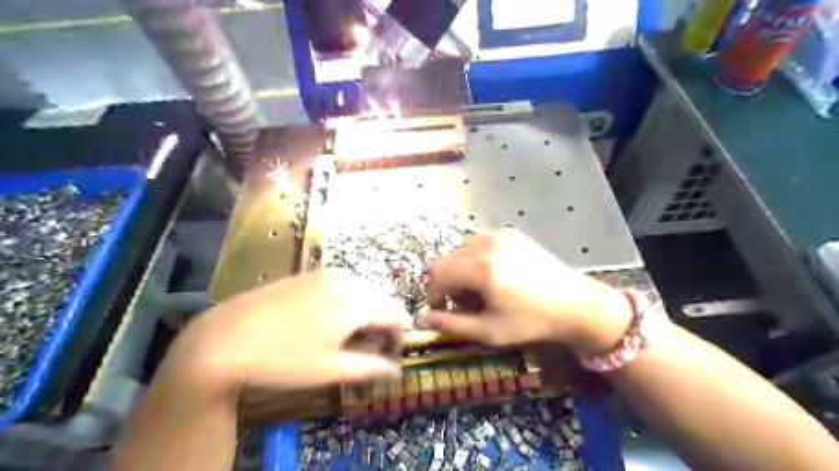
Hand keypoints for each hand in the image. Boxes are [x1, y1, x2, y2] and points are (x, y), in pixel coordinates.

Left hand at [160, 271, 409, 398]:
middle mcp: (345, 281)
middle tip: (367, 346)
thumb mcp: (328, 370)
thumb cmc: (281, 359)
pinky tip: (324, 318)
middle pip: (380, 298)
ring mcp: (324, 274)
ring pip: (361, 289)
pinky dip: (345, 300)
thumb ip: (369, 367)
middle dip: (381, 321)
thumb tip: (395, 370)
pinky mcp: (306, 274)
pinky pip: (340, 284)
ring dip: (364, 310)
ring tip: (346, 334)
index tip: (390, 352)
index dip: (398, 334)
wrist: (223, 339)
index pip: (395, 313)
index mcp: (354, 303)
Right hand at [416, 229, 632, 355]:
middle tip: (464, 303)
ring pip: (462, 250)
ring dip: (461, 269)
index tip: (442, 309)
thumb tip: (420, 319)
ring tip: (480, 289)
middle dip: (447, 282)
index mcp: (480, 268)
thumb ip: (450, 324)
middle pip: (448, 259)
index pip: (437, 272)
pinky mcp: (512, 234)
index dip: (434, 292)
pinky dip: (476, 259)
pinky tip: (494, 275)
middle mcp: (486, 244)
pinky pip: (480, 243)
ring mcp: (500, 235)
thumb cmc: (531, 322)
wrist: (575, 303)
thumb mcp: (488, 331)